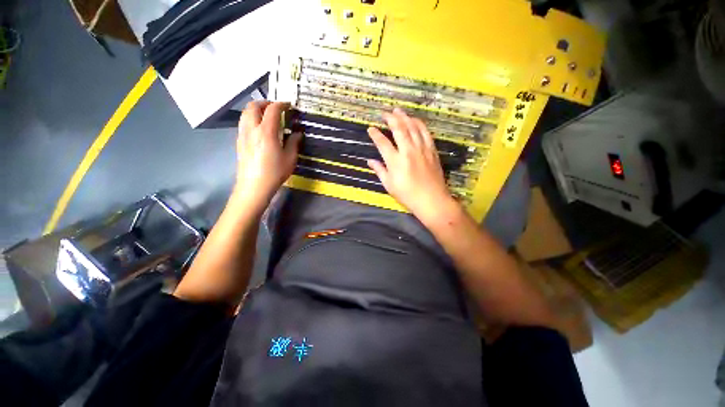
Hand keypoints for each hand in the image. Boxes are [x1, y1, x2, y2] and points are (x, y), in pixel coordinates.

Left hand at [234, 101, 300, 212]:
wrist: (254, 186)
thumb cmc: (275, 172)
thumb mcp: (290, 158)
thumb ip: (294, 142)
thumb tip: (297, 133)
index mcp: (266, 131)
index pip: (272, 109)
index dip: (281, 104)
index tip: (289, 105)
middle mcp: (252, 129)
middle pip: (253, 106)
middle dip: (265, 103)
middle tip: (276, 109)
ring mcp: (243, 134)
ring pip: (245, 113)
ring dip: (256, 110)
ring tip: (267, 116)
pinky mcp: (239, 142)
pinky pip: (243, 123)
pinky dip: (251, 119)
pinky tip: (260, 129)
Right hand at [367, 108, 460, 223]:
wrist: (432, 199)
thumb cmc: (408, 195)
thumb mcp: (389, 185)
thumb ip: (379, 170)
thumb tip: (370, 161)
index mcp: (395, 161)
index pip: (383, 143)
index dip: (375, 134)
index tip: (371, 129)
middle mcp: (408, 151)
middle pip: (399, 128)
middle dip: (390, 118)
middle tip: (384, 113)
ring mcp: (421, 149)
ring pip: (413, 127)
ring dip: (404, 117)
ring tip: (398, 110)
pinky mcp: (431, 150)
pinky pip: (425, 132)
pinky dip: (419, 123)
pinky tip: (414, 120)